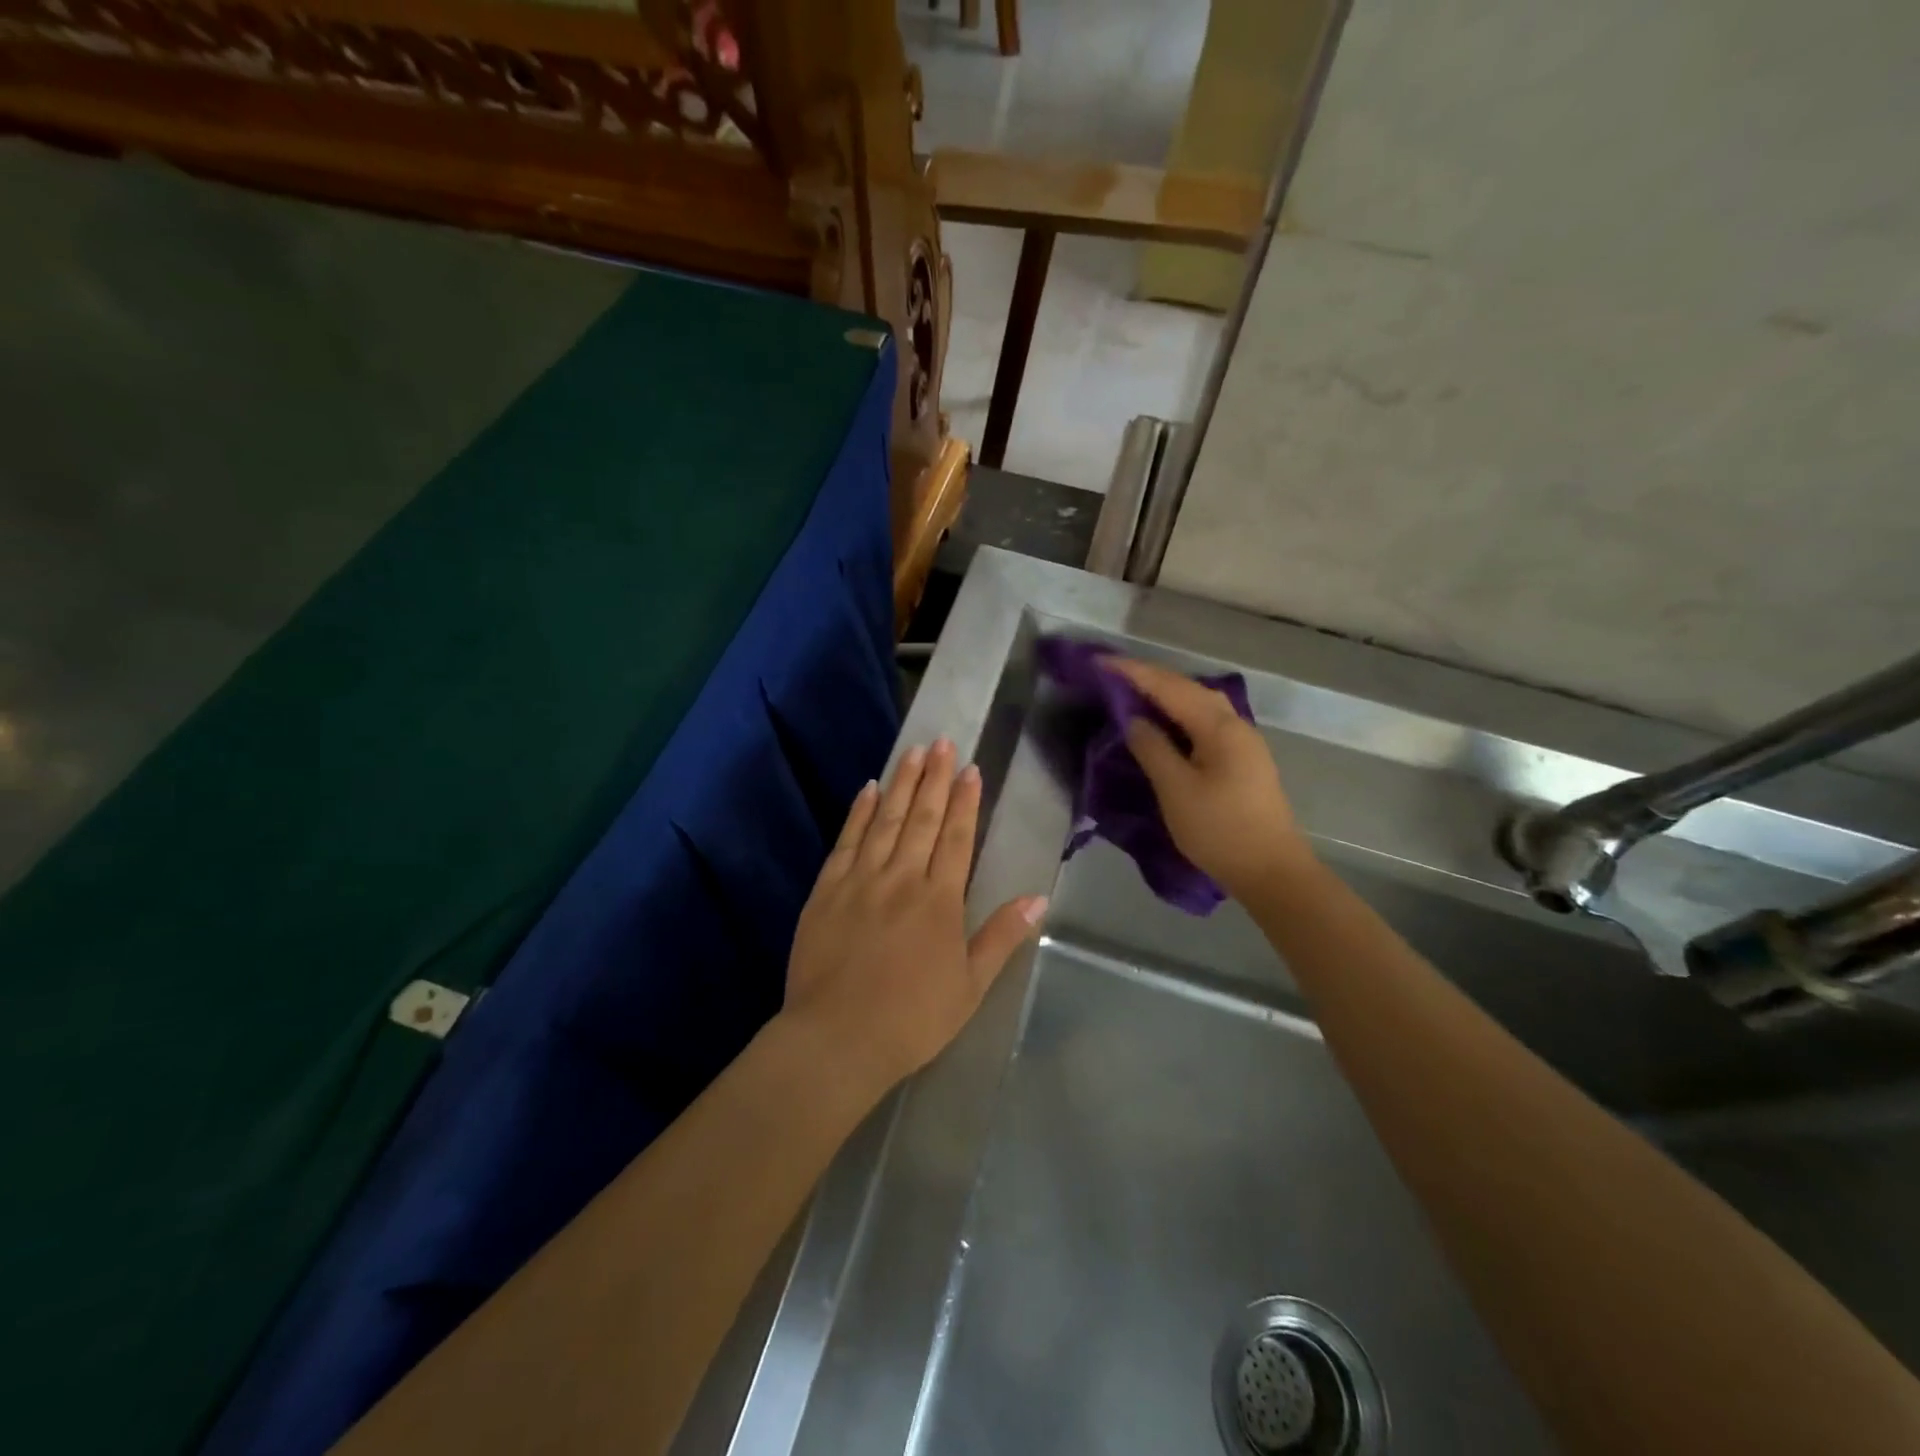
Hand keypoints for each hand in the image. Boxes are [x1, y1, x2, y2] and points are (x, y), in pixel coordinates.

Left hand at [781, 739, 1046, 1092]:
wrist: (837, 1038)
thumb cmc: (912, 1018)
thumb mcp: (970, 986)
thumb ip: (1002, 937)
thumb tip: (1038, 898)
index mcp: (939, 900)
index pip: (955, 838)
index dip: (964, 801)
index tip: (970, 769)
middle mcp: (902, 878)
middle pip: (921, 818)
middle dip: (934, 778)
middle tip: (942, 741)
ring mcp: (860, 880)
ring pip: (885, 820)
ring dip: (900, 783)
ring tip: (913, 751)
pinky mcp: (827, 890)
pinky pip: (846, 841)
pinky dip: (859, 812)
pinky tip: (867, 789)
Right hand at [1104, 658, 1312, 898]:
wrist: (1271, 871)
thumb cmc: (1220, 830)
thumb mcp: (1176, 790)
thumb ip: (1152, 749)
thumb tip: (1134, 721)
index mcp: (1219, 727)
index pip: (1169, 687)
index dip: (1133, 672)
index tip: (1099, 662)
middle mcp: (1235, 725)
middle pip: (1188, 688)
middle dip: (1149, 678)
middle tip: (1112, 675)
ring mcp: (1242, 742)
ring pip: (1198, 704)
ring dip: (1165, 694)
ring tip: (1132, 694)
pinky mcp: (1242, 760)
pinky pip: (1204, 722)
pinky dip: (1178, 714)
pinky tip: (1163, 723)